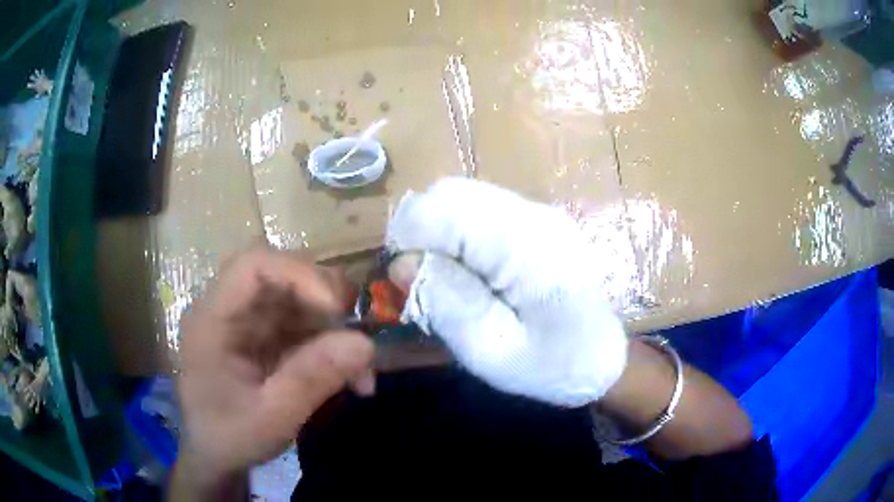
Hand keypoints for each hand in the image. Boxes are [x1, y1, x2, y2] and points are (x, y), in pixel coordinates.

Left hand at [174, 246, 373, 495]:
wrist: (216, 455)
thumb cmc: (229, 437)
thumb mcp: (270, 418)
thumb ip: (311, 380)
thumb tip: (366, 344)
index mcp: (213, 319)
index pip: (253, 266)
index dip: (298, 274)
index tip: (337, 309)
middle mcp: (231, 309)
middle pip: (282, 275)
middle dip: (327, 301)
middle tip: (358, 336)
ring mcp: (250, 322)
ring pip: (301, 300)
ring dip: (337, 330)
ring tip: (362, 371)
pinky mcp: (267, 337)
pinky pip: (307, 327)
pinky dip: (334, 348)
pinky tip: (353, 380)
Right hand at [386, 178, 627, 406]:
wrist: (602, 357)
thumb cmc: (552, 366)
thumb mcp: (491, 351)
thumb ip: (446, 303)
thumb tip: (401, 263)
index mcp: (526, 246)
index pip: (443, 208)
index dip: (408, 238)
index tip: (405, 281)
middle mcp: (533, 214)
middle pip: (450, 193)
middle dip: (421, 232)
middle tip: (423, 281)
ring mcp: (538, 212)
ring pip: (462, 197)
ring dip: (438, 231)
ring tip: (445, 279)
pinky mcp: (536, 220)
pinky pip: (480, 209)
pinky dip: (458, 233)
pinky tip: (469, 270)